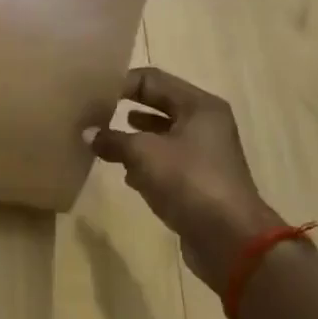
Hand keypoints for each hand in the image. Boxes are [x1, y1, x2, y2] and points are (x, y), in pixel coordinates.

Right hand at [89, 68, 281, 290]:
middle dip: (125, 110)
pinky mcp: (197, 181)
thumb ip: (113, 139)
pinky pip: (164, 162)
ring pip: (160, 136)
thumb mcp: (144, 154)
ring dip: (132, 138)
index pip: (153, 79)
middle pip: (157, 106)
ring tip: (102, 142)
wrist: (229, 239)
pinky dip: (144, 163)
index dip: (121, 83)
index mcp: (199, 106)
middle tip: (92, 114)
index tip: (91, 93)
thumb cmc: (189, 182)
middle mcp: (204, 124)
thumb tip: (88, 134)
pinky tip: (124, 172)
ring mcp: (202, 154)